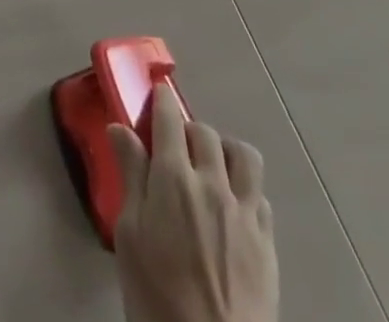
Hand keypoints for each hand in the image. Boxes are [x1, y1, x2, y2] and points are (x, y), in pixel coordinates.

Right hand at [109, 84, 278, 321]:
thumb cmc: (157, 295)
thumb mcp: (129, 236)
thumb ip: (130, 175)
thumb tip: (120, 127)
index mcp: (174, 177)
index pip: (169, 117)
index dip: (162, 99)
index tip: (157, 92)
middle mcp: (212, 183)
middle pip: (205, 132)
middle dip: (188, 129)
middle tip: (175, 146)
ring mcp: (245, 212)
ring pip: (243, 155)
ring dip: (225, 150)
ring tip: (212, 167)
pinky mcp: (268, 242)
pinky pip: (260, 196)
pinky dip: (245, 189)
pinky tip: (233, 207)